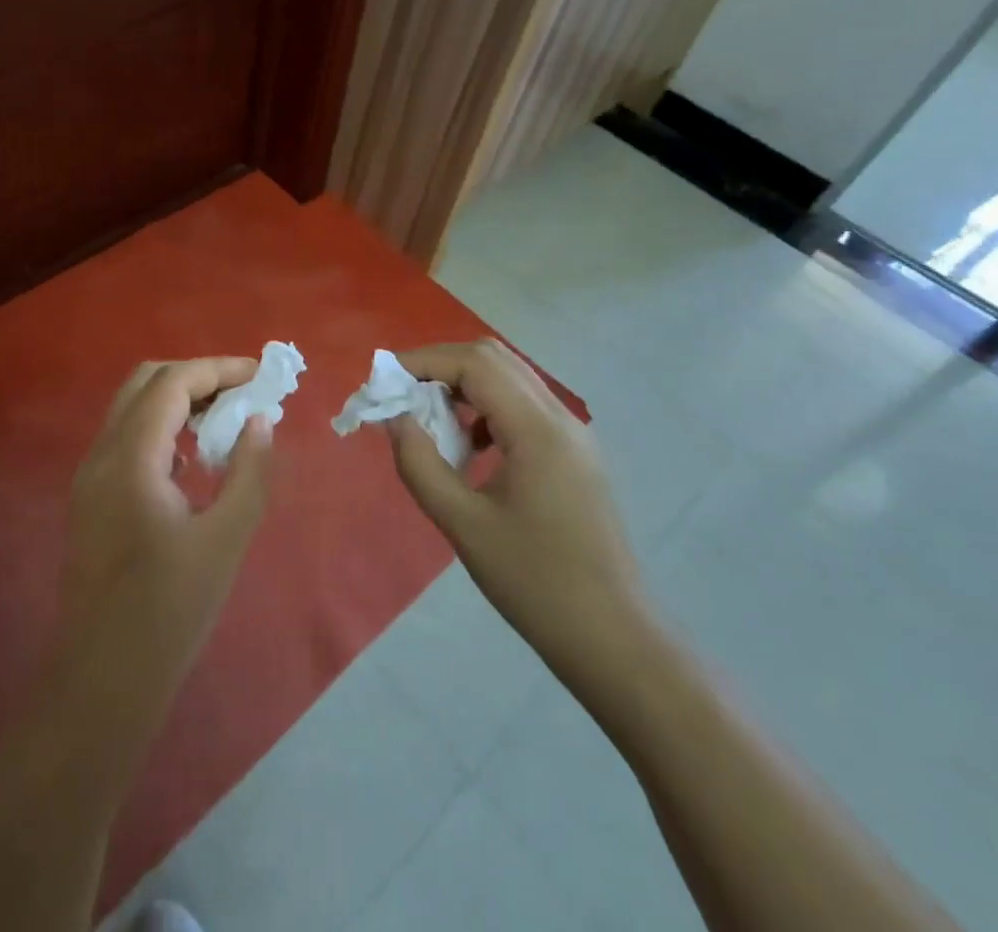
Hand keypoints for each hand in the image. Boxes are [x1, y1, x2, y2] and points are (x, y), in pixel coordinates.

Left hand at [63, 358, 273, 686]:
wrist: (102, 679)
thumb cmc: (169, 612)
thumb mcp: (225, 540)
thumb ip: (249, 473)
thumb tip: (260, 421)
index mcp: (130, 458)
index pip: (171, 383)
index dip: (217, 369)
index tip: (260, 375)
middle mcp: (101, 454)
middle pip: (146, 382)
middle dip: (196, 376)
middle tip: (242, 393)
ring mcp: (90, 476)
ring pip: (132, 408)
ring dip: (178, 399)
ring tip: (225, 418)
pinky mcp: (91, 497)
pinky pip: (127, 437)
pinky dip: (162, 426)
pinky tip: (194, 455)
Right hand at [388, 341, 653, 690]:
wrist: (613, 639)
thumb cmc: (535, 584)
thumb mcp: (463, 525)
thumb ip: (420, 463)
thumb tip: (394, 418)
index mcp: (537, 430)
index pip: (475, 364)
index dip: (424, 361)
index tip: (384, 380)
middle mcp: (560, 418)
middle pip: (494, 359)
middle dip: (442, 365)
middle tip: (404, 394)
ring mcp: (573, 435)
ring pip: (511, 379)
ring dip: (465, 384)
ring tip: (430, 419)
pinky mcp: (575, 454)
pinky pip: (524, 406)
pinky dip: (487, 407)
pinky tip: (470, 447)